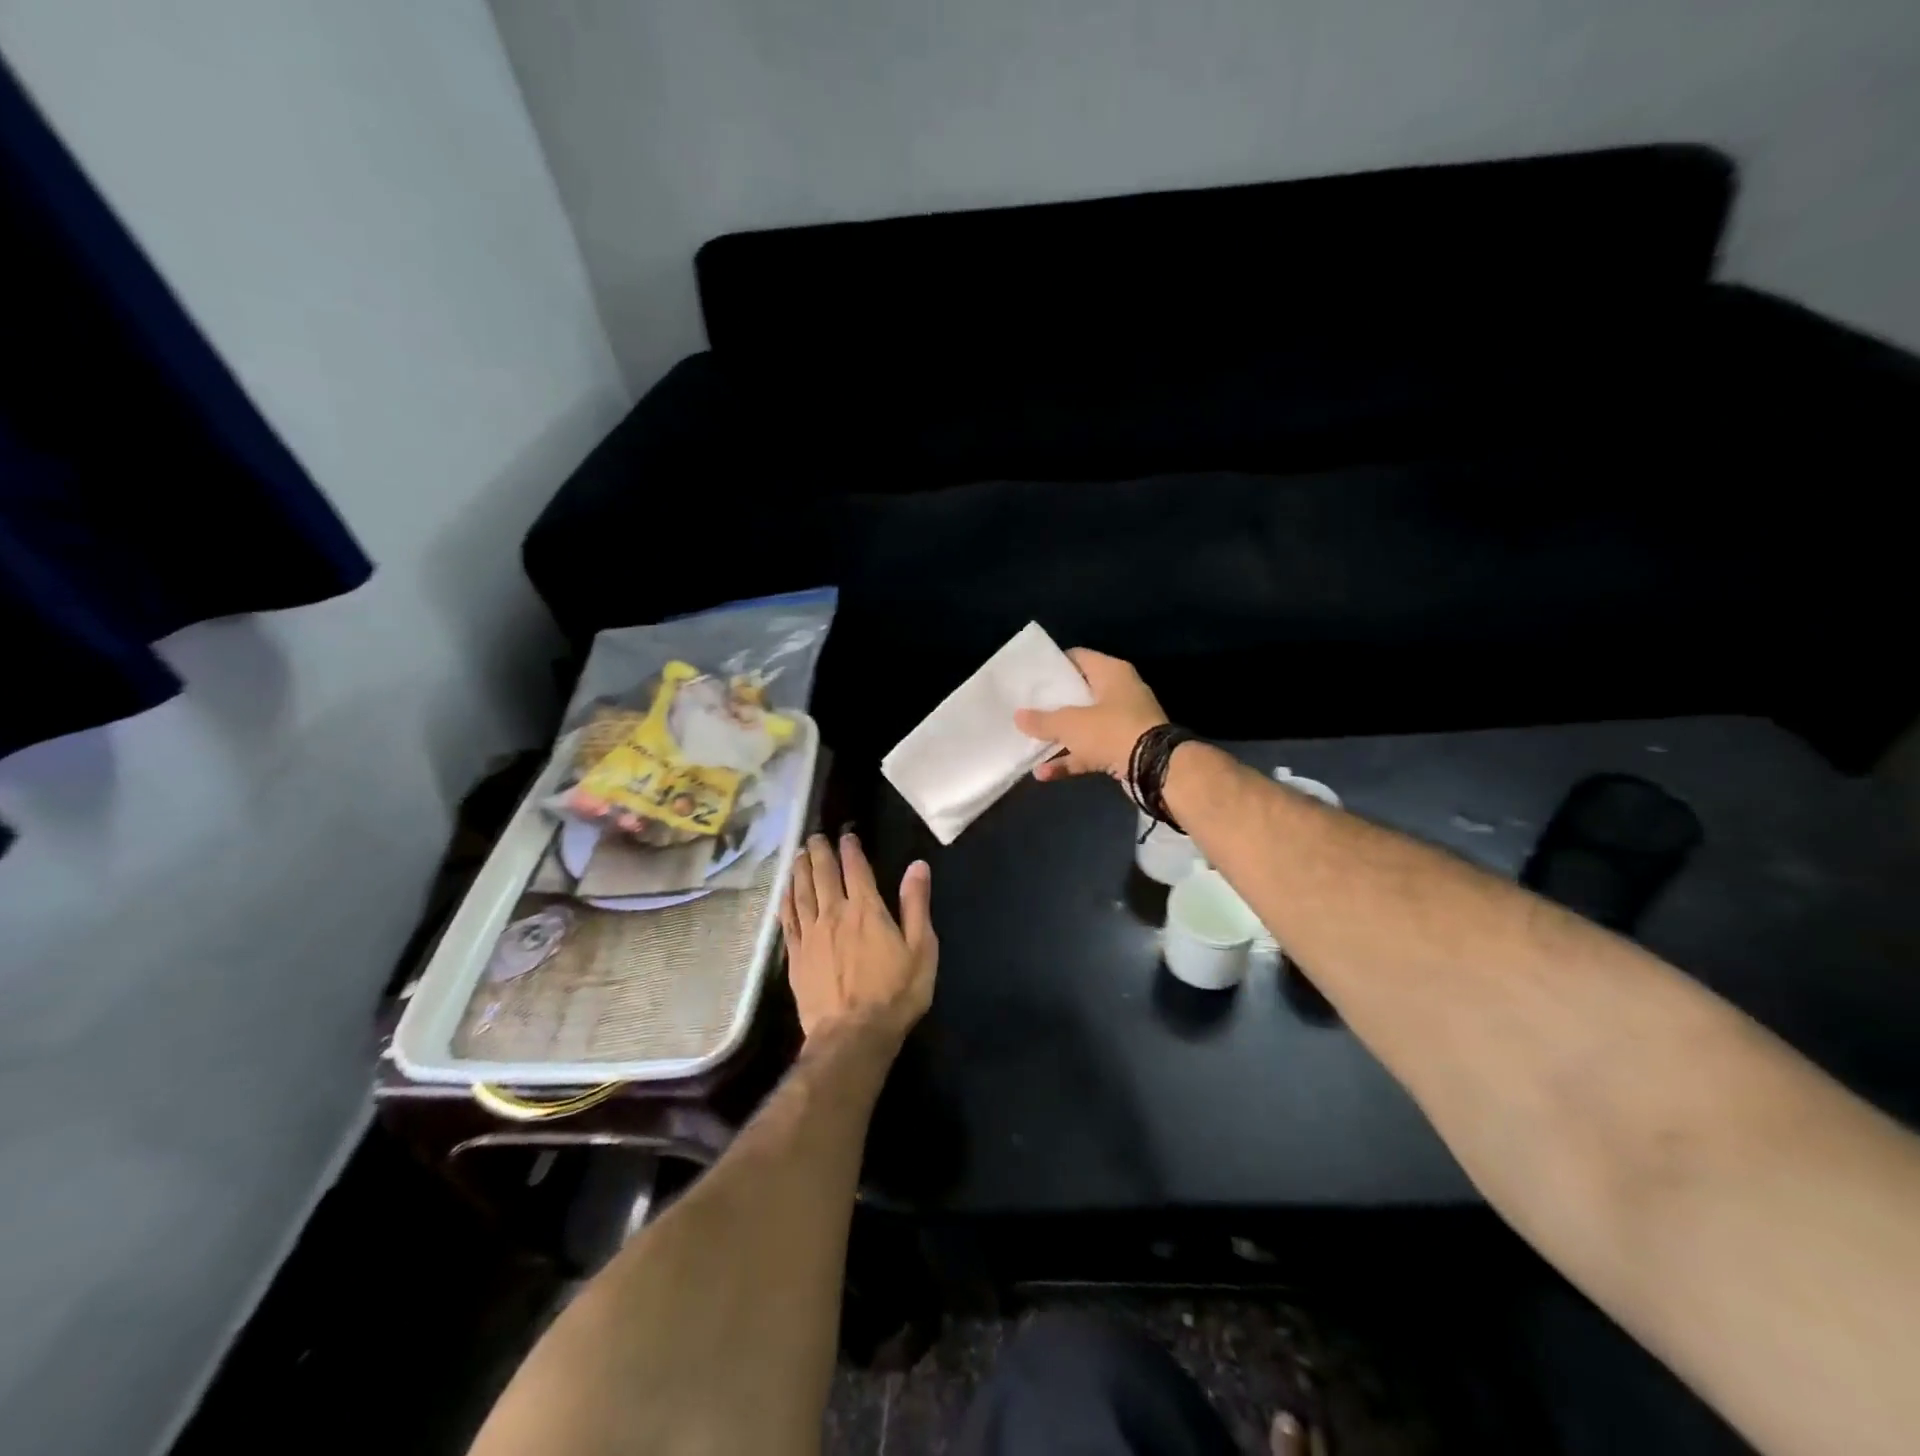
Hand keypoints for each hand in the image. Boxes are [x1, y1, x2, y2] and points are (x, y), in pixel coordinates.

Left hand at [781, 832, 936, 1041]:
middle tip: (815, 837)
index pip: (856, 869)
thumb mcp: (921, 949)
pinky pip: (787, 919)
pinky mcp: (796, 956)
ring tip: (799, 854)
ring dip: (800, 870)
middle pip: (822, 874)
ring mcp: (811, 935)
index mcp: (866, 910)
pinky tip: (785, 891)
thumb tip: (917, 866)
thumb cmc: (894, 994)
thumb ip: (916, 905)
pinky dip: (786, 900)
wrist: (853, 1036)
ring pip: (801, 892)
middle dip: (820, 852)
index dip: (851, 849)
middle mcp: (834, 914)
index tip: (846, 835)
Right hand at [1013, 648, 1167, 783]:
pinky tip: (1044, 773)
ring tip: (1030, 744)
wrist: (1154, 767)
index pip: (1078, 658)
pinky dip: (1071, 760)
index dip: (1055, 665)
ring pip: (1085, 726)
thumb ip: (1043, 720)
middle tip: (1027, 708)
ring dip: (1060, 738)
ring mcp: (1124, 723)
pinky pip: (1092, 751)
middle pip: (1080, 694)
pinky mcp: (1124, 749)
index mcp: (1111, 673)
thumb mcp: (1070, 724)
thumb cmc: (1111, 730)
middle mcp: (1120, 693)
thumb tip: (1018, 716)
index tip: (1032, 676)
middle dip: (1054, 705)